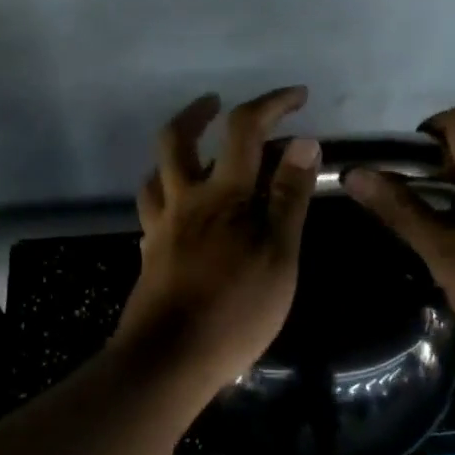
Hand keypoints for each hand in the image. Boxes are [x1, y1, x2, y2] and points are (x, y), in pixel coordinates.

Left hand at [114, 87, 321, 393]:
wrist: (170, 358)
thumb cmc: (236, 309)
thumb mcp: (279, 255)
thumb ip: (289, 198)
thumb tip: (303, 143)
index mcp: (223, 195)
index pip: (244, 130)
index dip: (271, 104)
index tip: (297, 96)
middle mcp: (185, 201)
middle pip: (177, 139)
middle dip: (199, 113)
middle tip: (216, 104)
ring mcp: (161, 228)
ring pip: (156, 173)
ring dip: (174, 153)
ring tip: (195, 154)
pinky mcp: (150, 255)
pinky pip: (152, 211)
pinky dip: (166, 196)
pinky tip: (180, 211)